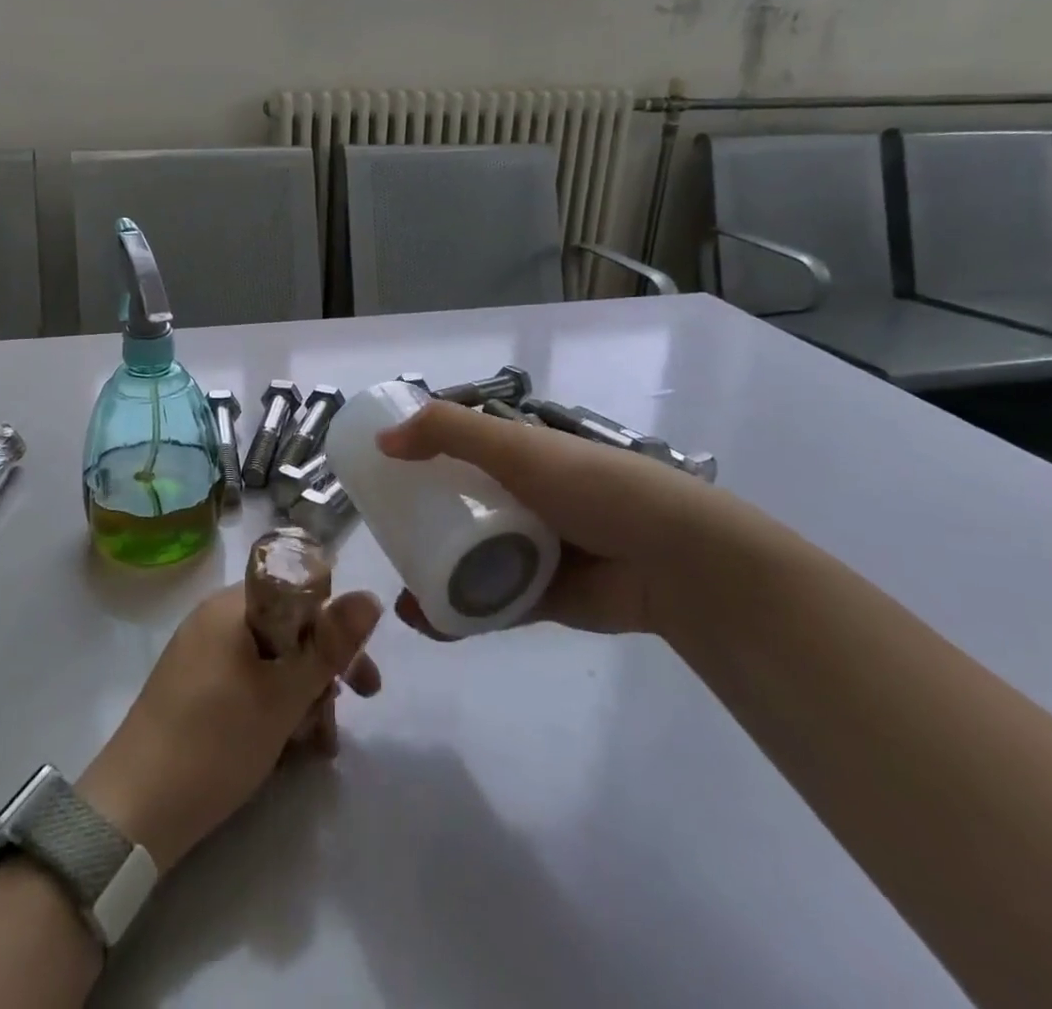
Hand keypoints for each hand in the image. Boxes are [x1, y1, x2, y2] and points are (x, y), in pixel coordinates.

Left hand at [78, 584, 382, 873]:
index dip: (335, 628)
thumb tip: (371, 595)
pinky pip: (246, 682)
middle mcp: (214, 619)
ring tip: (317, 746)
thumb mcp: (284, 694)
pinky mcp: (193, 688)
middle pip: (287, 628)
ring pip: (269, 661)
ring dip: (301, 697)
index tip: (358, 674)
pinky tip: (290, 748)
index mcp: (232, 605)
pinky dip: (272, 708)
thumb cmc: (215, 742)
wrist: (133, 811)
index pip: (299, 591)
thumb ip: (330, 645)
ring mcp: (201, 654)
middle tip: (351, 709)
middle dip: (322, 671)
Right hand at [378, 400, 751, 638]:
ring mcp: (529, 549)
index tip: (377, 477)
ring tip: (398, 594)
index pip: (454, 452)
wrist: (674, 561)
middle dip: (415, 524)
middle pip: (454, 509)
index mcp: (516, 457)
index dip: (416, 460)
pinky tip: (426, 621)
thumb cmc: (593, 488)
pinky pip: (488, 603)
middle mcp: (519, 499)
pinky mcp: (539, 597)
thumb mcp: (517, 447)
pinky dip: (458, 613)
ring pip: (466, 560)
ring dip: (430, 575)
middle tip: (381, 539)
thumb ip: (449, 432)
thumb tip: (383, 439)